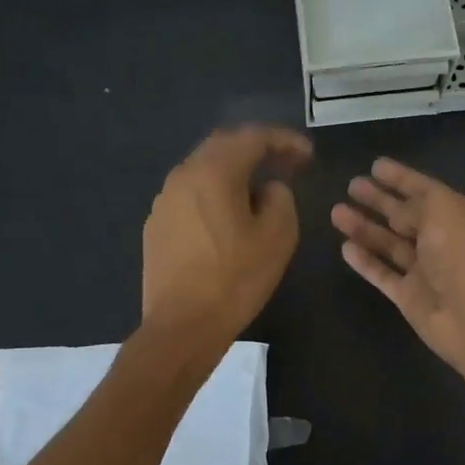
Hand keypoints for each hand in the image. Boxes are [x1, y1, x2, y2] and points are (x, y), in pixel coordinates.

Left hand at [142, 126, 311, 350]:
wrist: (182, 326)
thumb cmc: (235, 279)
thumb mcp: (278, 237)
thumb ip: (281, 198)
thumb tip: (268, 188)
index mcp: (213, 172)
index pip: (253, 137)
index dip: (285, 140)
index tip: (308, 155)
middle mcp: (183, 175)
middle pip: (224, 146)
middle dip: (258, 149)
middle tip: (287, 164)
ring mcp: (164, 200)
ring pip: (204, 169)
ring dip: (235, 171)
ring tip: (260, 189)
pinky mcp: (157, 225)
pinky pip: (191, 194)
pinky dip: (215, 193)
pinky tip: (229, 216)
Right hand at [331, 158, 464, 384]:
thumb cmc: (462, 254)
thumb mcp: (440, 212)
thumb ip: (414, 205)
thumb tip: (396, 214)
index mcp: (456, 215)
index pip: (424, 190)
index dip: (401, 177)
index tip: (375, 165)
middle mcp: (440, 240)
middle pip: (404, 216)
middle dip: (379, 200)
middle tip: (352, 185)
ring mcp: (424, 270)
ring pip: (389, 243)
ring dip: (364, 227)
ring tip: (336, 212)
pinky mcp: (408, 296)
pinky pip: (382, 274)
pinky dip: (365, 261)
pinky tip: (344, 247)